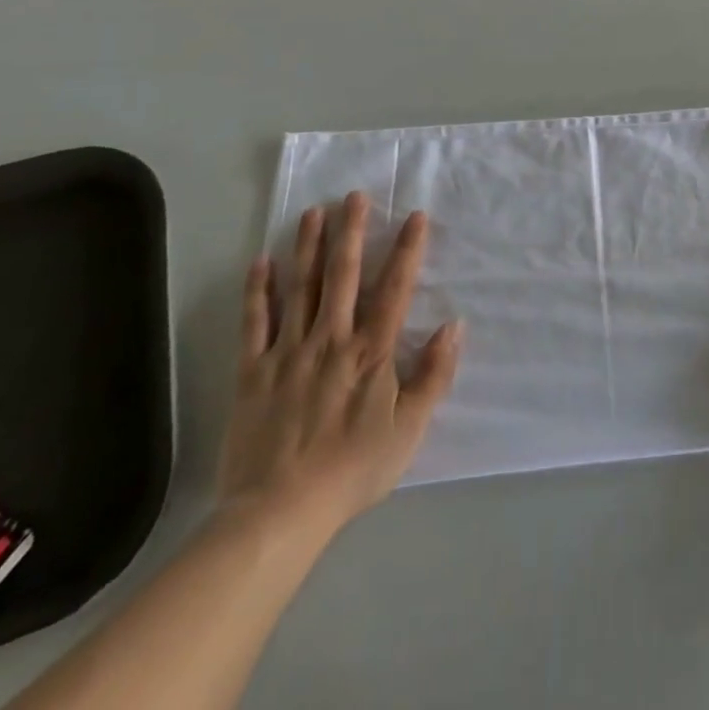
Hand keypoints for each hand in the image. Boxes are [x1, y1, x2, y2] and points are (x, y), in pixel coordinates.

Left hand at [218, 192, 464, 544]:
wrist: (279, 513)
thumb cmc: (353, 469)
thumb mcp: (409, 429)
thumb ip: (434, 375)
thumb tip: (454, 325)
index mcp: (371, 351)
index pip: (394, 288)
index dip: (407, 250)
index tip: (414, 216)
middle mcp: (331, 339)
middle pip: (342, 275)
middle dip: (350, 232)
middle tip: (353, 196)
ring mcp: (289, 352)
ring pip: (301, 288)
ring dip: (308, 248)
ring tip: (313, 212)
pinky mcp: (253, 371)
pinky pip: (255, 323)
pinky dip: (258, 291)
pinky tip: (261, 262)